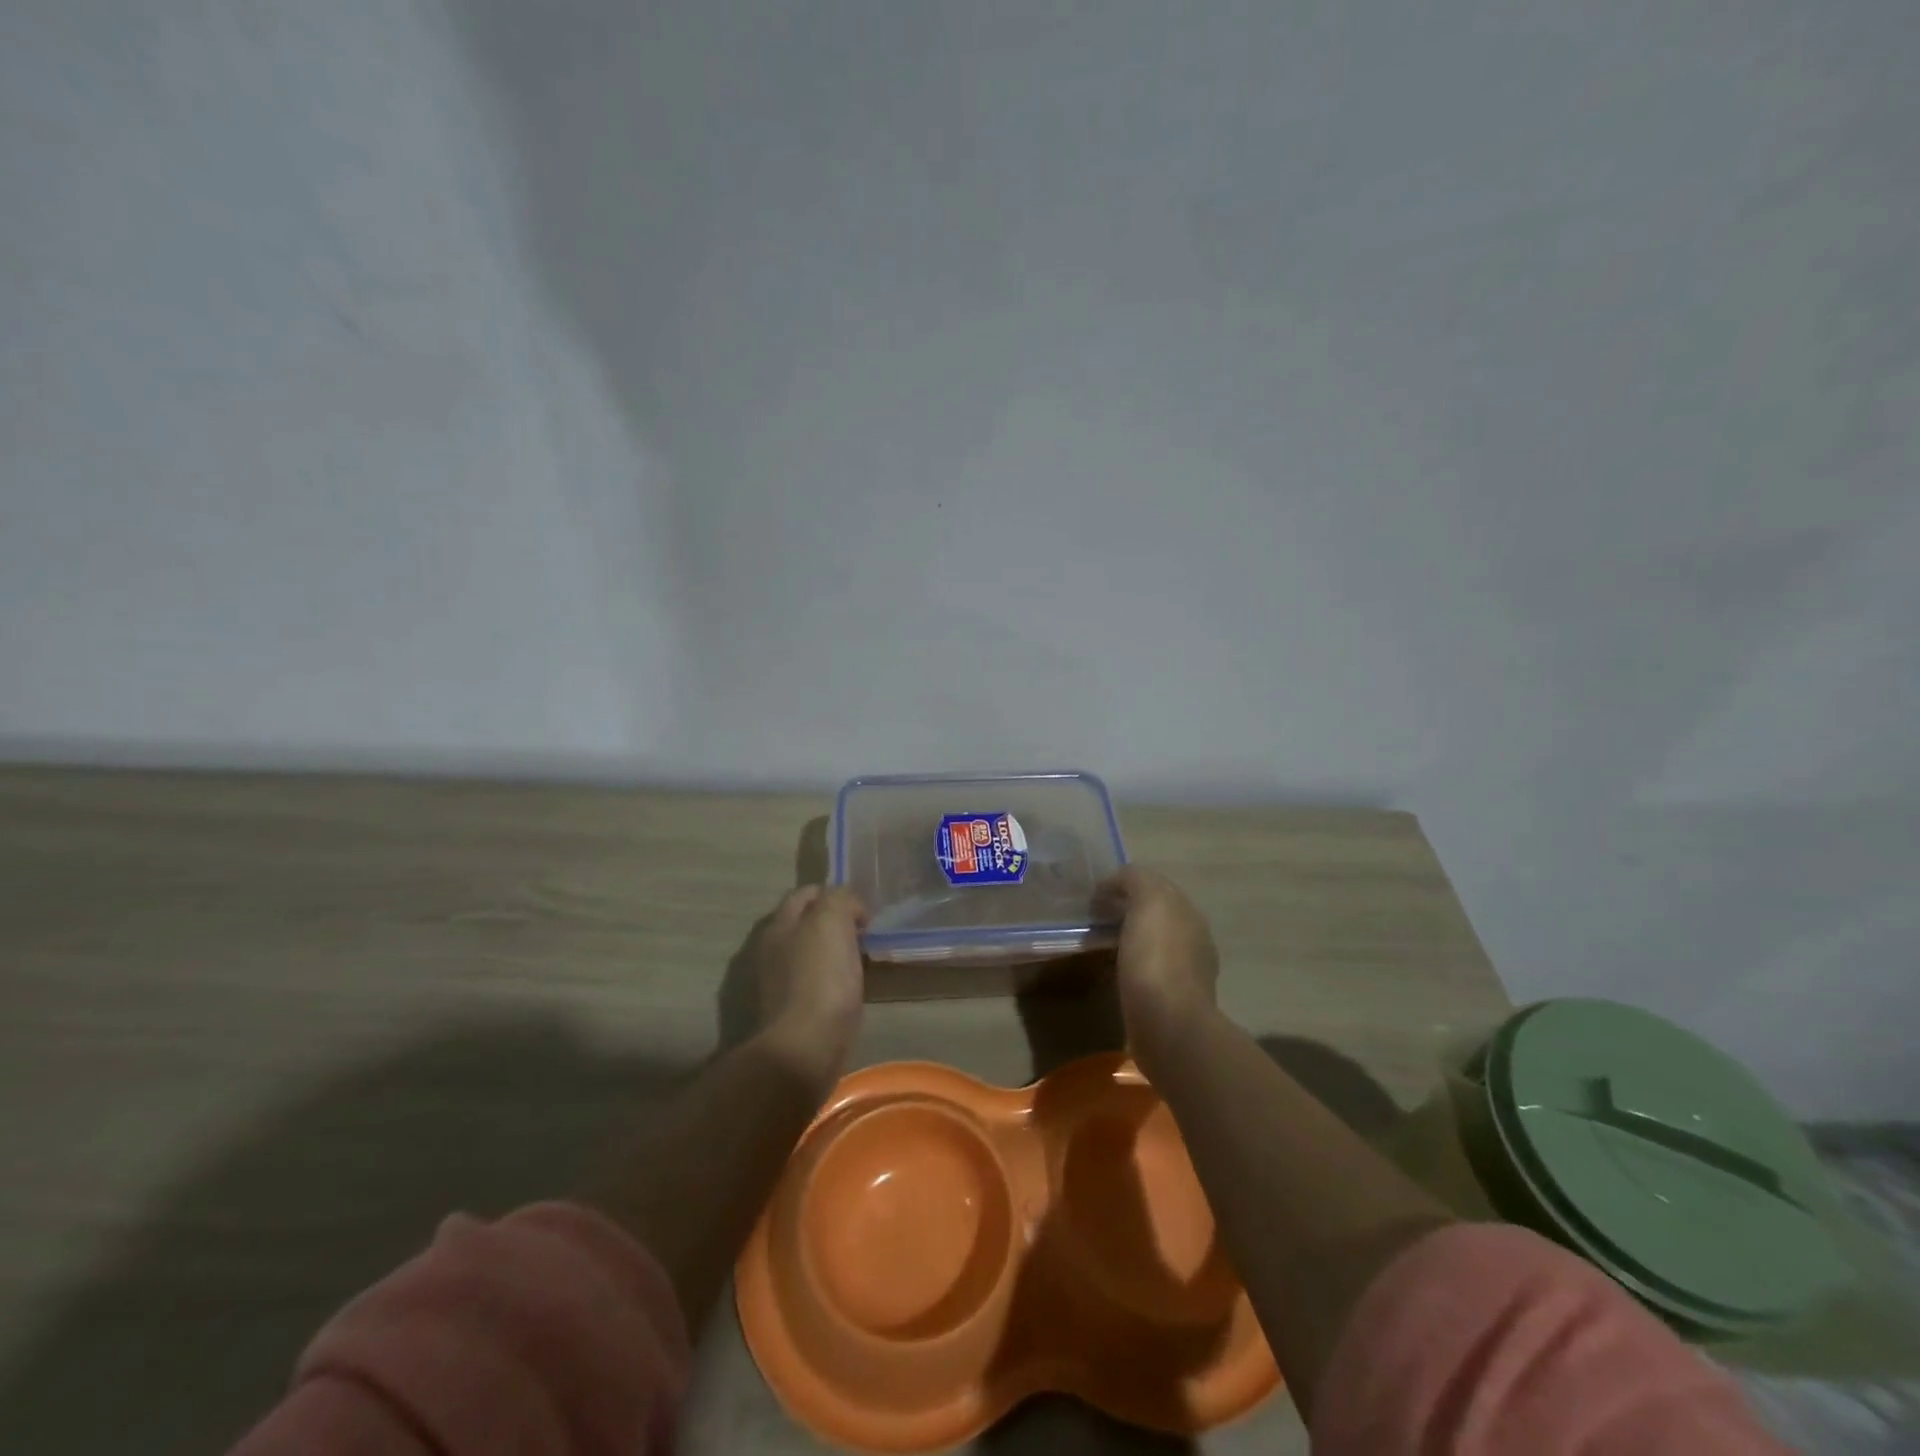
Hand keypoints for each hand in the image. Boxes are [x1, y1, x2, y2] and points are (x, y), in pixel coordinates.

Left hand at [741, 885, 867, 1095]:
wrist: (804, 1048)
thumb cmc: (821, 978)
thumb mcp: (832, 920)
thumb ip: (839, 899)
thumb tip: (849, 909)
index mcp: (780, 924)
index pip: (806, 894)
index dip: (834, 894)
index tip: (862, 912)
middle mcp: (772, 949)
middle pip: (805, 924)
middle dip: (832, 923)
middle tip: (863, 934)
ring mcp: (777, 983)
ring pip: (809, 954)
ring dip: (831, 953)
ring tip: (860, 962)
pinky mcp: (788, 1012)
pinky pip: (814, 983)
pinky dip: (830, 981)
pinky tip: (848, 990)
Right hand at [1096, 867, 1218, 1051]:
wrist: (1168, 1025)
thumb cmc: (1156, 958)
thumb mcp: (1148, 901)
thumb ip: (1136, 880)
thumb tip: (1117, 882)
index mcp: (1188, 913)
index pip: (1156, 886)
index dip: (1125, 885)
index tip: (1096, 896)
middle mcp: (1194, 939)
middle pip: (1156, 915)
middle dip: (1128, 912)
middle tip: (1094, 919)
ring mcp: (1187, 973)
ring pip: (1153, 944)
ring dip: (1131, 941)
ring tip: (1100, 946)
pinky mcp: (1173, 1003)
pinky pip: (1149, 973)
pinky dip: (1132, 968)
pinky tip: (1115, 974)